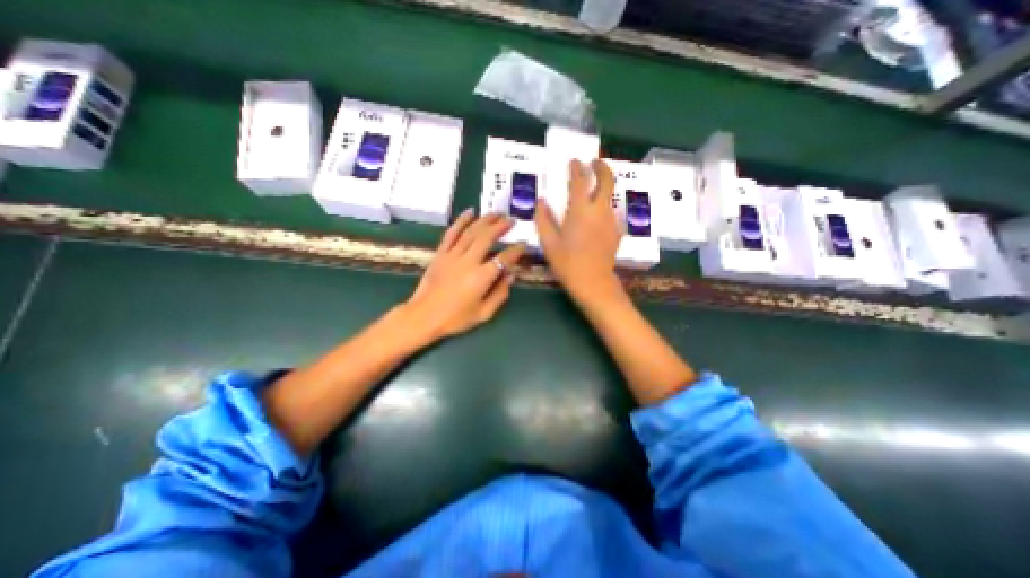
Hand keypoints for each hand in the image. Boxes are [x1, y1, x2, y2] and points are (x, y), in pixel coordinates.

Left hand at [401, 209, 525, 339]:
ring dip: (485, 220)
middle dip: (501, 226)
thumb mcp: (484, 313)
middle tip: (511, 220)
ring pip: (471, 231)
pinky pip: (451, 233)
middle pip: (487, 237)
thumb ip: (500, 294)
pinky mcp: (440, 253)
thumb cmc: (455, 319)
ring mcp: (452, 255)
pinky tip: (469, 212)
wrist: (423, 317)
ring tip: (496, 213)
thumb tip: (511, 275)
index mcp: (481, 278)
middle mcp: (468, 261)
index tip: (523, 245)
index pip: (504, 258)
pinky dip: (461, 221)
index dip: (516, 250)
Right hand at [536, 160, 622, 299]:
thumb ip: (543, 219)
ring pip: (611, 196)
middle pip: (607, 180)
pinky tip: (597, 215)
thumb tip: (541, 201)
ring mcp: (611, 220)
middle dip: (602, 167)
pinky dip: (605, 206)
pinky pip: (612, 212)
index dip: (577, 168)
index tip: (574, 161)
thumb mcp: (549, 243)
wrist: (593, 283)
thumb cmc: (567, 263)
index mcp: (580, 210)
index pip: (580, 180)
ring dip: (604, 187)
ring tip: (594, 188)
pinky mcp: (617, 231)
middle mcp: (599, 210)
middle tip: (594, 162)